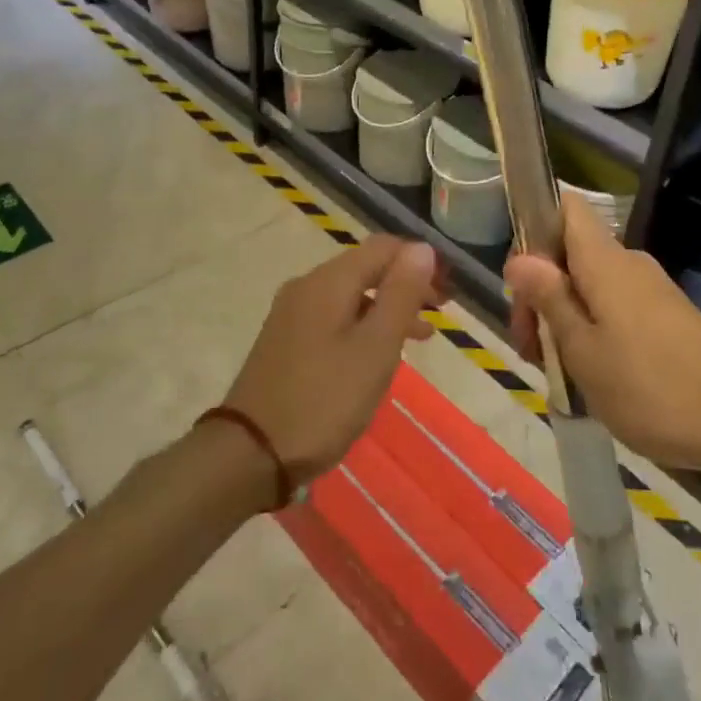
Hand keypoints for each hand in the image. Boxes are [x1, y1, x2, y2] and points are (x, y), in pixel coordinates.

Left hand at [225, 236, 442, 482]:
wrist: (251, 453)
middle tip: (442, 310)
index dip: (420, 260)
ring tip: (422, 335)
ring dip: (388, 306)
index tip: (450, 289)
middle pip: (366, 267)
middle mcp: (308, 286)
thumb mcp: (375, 348)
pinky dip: (364, 324)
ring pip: (351, 294)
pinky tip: (378, 352)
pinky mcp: (286, 339)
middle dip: (406, 283)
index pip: (384, 247)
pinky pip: (334, 316)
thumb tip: (423, 248)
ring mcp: (292, 313)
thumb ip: (401, 295)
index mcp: (329, 281)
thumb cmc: (324, 400)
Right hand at [505, 193, 700, 472]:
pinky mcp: (666, 317)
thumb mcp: (583, 349)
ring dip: (564, 318)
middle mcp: (628, 264)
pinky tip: (591, 375)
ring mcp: (650, 290)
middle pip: (569, 254)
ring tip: (558, 372)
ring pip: (590, 285)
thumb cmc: (651, 387)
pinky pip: (614, 307)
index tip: (520, 280)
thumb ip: (549, 299)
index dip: (534, 228)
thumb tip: (518, 258)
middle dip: (541, 292)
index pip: (565, 207)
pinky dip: (592, 331)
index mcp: (604, 261)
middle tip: (532, 349)